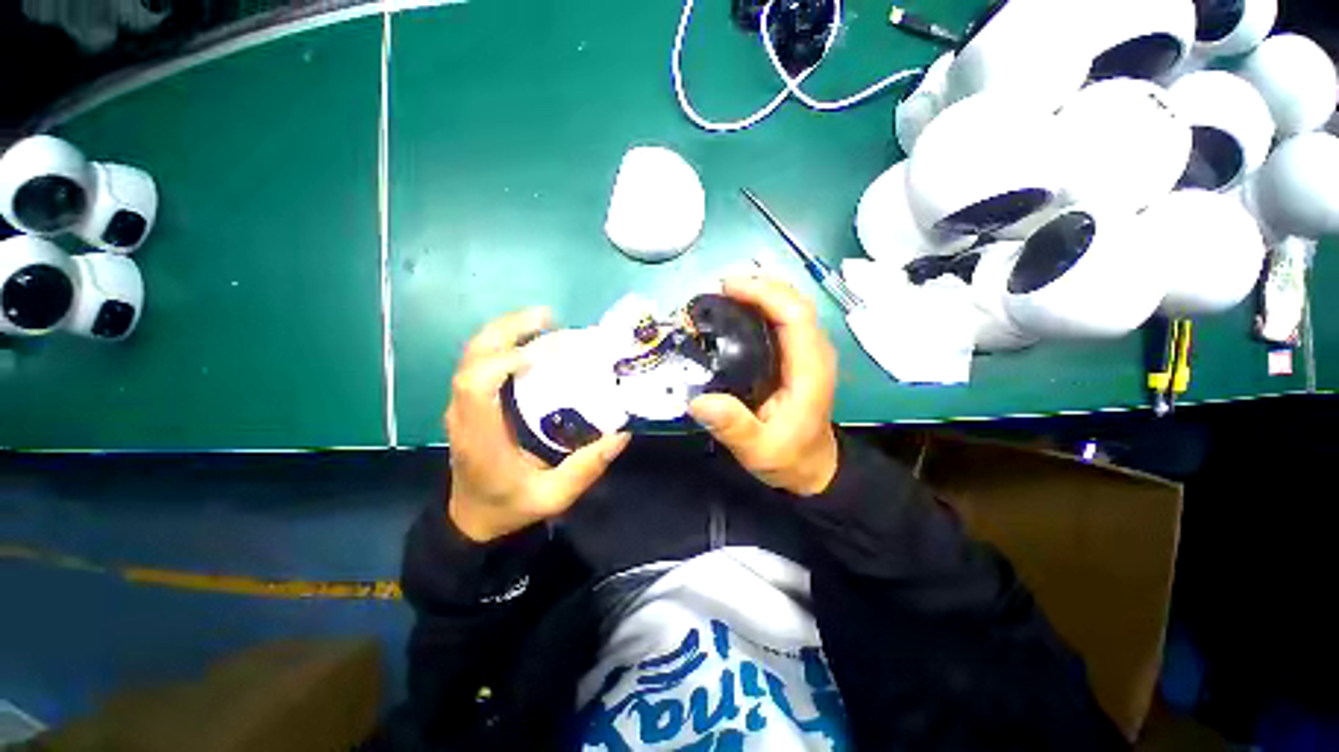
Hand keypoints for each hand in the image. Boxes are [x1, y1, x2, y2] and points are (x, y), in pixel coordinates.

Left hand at [445, 308, 630, 541]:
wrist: (471, 518)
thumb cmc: (508, 507)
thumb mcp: (551, 498)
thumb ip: (584, 469)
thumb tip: (621, 435)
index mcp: (480, 437)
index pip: (477, 383)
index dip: (506, 358)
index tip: (543, 351)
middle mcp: (463, 414)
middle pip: (472, 357)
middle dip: (507, 330)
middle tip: (549, 318)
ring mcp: (459, 406)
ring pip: (471, 353)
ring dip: (503, 331)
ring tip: (542, 321)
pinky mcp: (464, 402)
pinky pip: (475, 361)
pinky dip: (498, 342)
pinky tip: (526, 340)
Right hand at [689, 276, 839, 495]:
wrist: (813, 469)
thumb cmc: (789, 458)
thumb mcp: (759, 451)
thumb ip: (734, 427)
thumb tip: (699, 401)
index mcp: (810, 370)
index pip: (795, 314)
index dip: (763, 293)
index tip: (727, 288)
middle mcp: (816, 352)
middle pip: (795, 300)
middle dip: (759, 285)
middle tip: (718, 288)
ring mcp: (811, 350)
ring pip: (792, 304)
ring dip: (761, 291)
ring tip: (724, 294)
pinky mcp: (802, 353)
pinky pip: (786, 317)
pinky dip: (763, 304)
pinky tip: (737, 309)